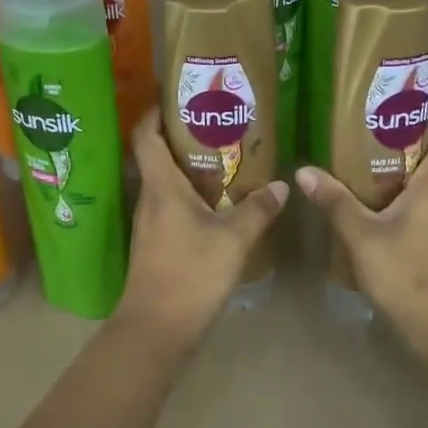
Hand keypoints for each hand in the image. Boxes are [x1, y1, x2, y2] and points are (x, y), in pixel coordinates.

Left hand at [113, 109, 288, 351]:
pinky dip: (190, 196)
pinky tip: (216, 203)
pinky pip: (170, 206)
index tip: (178, 98)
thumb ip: (258, 209)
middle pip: (157, 155)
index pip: (145, 136)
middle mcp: (149, 198)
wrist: (155, 329)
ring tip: (223, 159)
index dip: (155, 112)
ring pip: (165, 183)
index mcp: (161, 186)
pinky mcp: (155, 244)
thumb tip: (281, 185)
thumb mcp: (233, 240)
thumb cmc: (190, 274)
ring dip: (188, 168)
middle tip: (217, 125)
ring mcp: (149, 223)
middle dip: (182, 137)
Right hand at [293, 116, 427, 353]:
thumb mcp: (364, 238)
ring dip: (405, 165)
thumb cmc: (411, 276)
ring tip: (364, 159)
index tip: (396, 106)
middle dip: (406, 136)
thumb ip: (335, 202)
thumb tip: (304, 171)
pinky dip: (408, 191)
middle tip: (366, 129)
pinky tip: (376, 201)